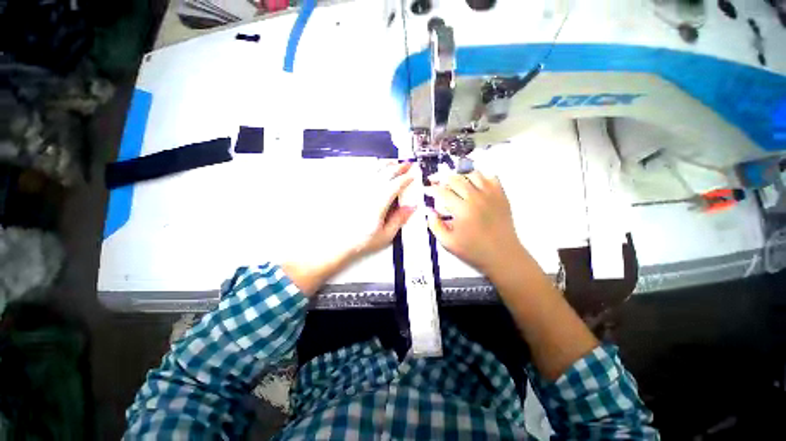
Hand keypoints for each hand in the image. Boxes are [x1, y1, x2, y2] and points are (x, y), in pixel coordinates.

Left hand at [347, 161, 416, 257]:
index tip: (413, 175)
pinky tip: (374, 169)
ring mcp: (357, 190)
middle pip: (385, 173)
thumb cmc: (361, 241)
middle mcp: (367, 193)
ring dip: (385, 165)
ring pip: (373, 170)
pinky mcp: (349, 191)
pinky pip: (361, 174)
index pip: (395, 185)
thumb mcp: (385, 235)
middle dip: (398, 167)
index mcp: (378, 203)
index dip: (406, 178)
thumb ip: (399, 219)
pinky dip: (370, 169)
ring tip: (393, 163)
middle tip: (407, 165)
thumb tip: (411, 207)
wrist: (338, 243)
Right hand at [426, 171, 527, 277]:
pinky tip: (475, 185)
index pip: (442, 192)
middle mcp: (476, 198)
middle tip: (437, 184)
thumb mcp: (448, 243)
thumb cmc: (473, 251)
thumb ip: (435, 226)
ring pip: (473, 174)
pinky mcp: (501, 196)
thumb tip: (430, 211)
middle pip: (455, 179)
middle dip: (443, 179)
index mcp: (461, 209)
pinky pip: (491, 177)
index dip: (432, 189)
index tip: (427, 190)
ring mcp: (491, 195)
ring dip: (460, 176)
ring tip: (455, 183)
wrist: (503, 255)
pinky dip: (481, 177)